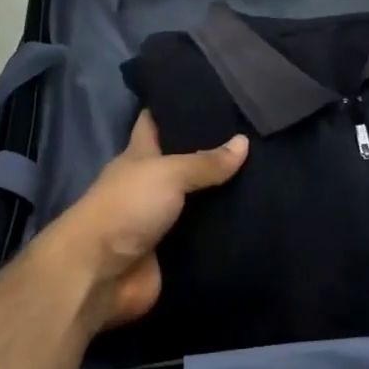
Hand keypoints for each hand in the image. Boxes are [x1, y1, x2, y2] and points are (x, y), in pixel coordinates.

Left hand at [40, 112, 248, 331]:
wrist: (100, 275)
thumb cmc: (126, 208)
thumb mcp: (167, 174)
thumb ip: (205, 161)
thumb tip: (244, 142)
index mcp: (139, 157)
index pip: (155, 123)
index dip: (175, 108)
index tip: (208, 94)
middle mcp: (150, 185)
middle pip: (184, 163)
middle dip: (212, 153)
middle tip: (255, 135)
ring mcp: (161, 220)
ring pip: (198, 201)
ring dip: (224, 194)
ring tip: (268, 174)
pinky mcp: (174, 252)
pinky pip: (205, 237)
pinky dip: (226, 230)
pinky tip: (258, 217)